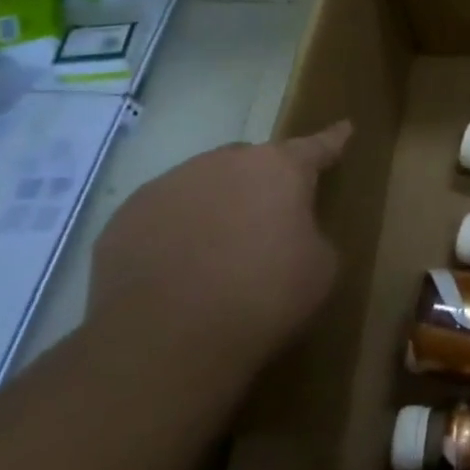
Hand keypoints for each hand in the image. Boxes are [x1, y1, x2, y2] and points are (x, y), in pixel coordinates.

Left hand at [87, 122, 349, 379]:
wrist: (164, 342)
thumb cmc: (262, 297)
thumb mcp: (320, 267)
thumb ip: (312, 233)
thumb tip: (292, 234)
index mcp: (279, 168)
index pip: (316, 146)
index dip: (332, 140)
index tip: (344, 127)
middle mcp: (224, 162)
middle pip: (252, 163)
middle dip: (263, 183)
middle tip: (268, 221)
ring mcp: (169, 185)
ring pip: (204, 184)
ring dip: (217, 205)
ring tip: (217, 251)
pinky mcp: (125, 218)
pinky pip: (164, 214)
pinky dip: (176, 231)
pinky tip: (178, 269)